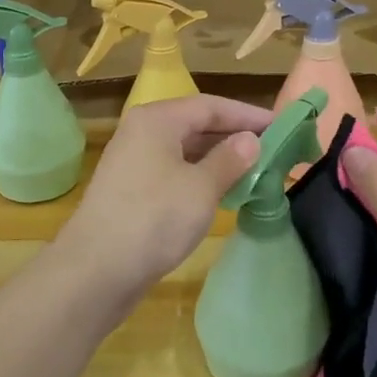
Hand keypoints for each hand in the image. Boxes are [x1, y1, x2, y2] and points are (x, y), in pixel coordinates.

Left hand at [54, 94, 270, 301]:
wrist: (95, 271)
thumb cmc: (154, 219)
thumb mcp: (202, 188)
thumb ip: (230, 159)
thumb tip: (250, 140)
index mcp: (157, 119)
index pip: (212, 105)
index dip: (248, 115)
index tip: (282, 126)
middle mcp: (142, 132)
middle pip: (197, 124)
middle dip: (235, 137)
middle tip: (274, 150)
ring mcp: (134, 161)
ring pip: (185, 150)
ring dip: (219, 159)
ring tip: (255, 172)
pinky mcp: (131, 190)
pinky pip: (174, 171)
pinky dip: (200, 177)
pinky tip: (222, 193)